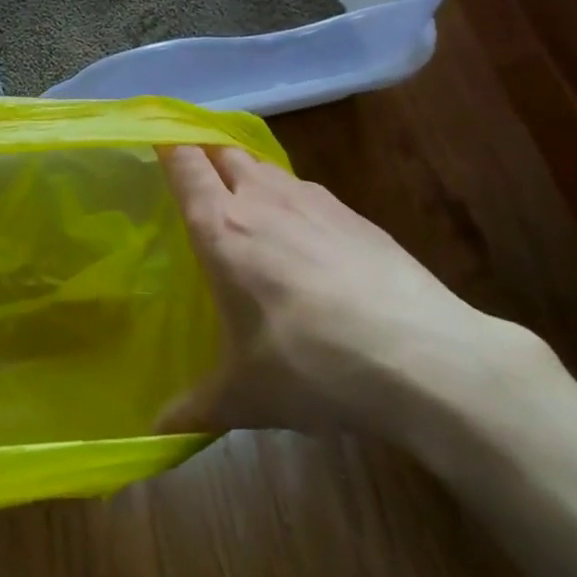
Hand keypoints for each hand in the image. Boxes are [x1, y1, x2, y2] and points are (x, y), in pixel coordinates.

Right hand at [156, 146, 542, 445]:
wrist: (423, 356)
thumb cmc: (312, 365)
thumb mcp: (245, 396)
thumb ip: (193, 408)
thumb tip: (153, 435)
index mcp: (222, 228)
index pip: (185, 164)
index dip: (167, 145)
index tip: (153, 142)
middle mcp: (263, 200)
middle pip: (224, 152)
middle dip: (206, 156)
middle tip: (194, 181)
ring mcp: (313, 202)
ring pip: (266, 166)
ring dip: (248, 174)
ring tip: (245, 205)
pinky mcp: (355, 215)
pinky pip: (306, 191)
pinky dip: (291, 199)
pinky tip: (303, 237)